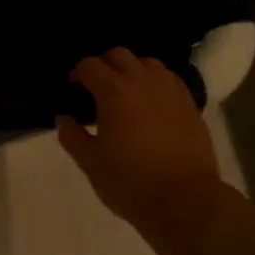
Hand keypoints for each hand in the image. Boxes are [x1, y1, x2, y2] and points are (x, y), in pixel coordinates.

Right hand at [57, 50, 224, 243]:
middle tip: (97, 88)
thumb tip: (64, 118)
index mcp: (114, 92)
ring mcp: (170, 89)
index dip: (77, 74)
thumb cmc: (130, 182)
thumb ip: (72, 136)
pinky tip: (151, 104)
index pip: (90, 65)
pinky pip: (168, 80)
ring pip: (147, 63)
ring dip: (132, 71)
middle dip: (104, 65)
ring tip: (126, 94)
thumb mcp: (91, 163)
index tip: (73, 90)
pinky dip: (155, 83)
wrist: (185, 199)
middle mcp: (143, 81)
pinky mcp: (189, 103)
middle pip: (119, 55)